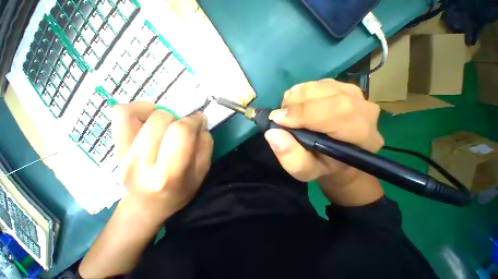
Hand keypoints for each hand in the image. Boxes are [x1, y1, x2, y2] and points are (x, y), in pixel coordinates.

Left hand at [111, 102, 212, 222]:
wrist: (147, 205)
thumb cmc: (180, 190)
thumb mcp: (202, 171)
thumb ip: (205, 144)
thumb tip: (200, 120)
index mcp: (168, 174)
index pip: (180, 132)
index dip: (193, 120)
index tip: (199, 120)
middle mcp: (140, 163)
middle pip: (161, 119)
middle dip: (180, 117)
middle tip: (185, 125)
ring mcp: (122, 154)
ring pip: (138, 112)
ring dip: (161, 112)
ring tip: (169, 122)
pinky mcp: (114, 147)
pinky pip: (121, 114)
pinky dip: (138, 108)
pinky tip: (150, 118)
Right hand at [264, 78, 383, 181]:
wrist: (334, 153)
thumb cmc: (321, 164)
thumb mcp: (304, 170)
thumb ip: (290, 157)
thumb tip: (273, 133)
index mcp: (361, 136)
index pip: (339, 112)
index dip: (304, 113)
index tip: (277, 119)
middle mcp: (363, 110)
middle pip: (325, 94)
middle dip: (295, 105)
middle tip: (280, 119)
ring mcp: (354, 94)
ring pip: (316, 87)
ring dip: (294, 101)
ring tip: (290, 117)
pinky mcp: (341, 86)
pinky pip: (313, 84)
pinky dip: (298, 96)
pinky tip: (298, 109)